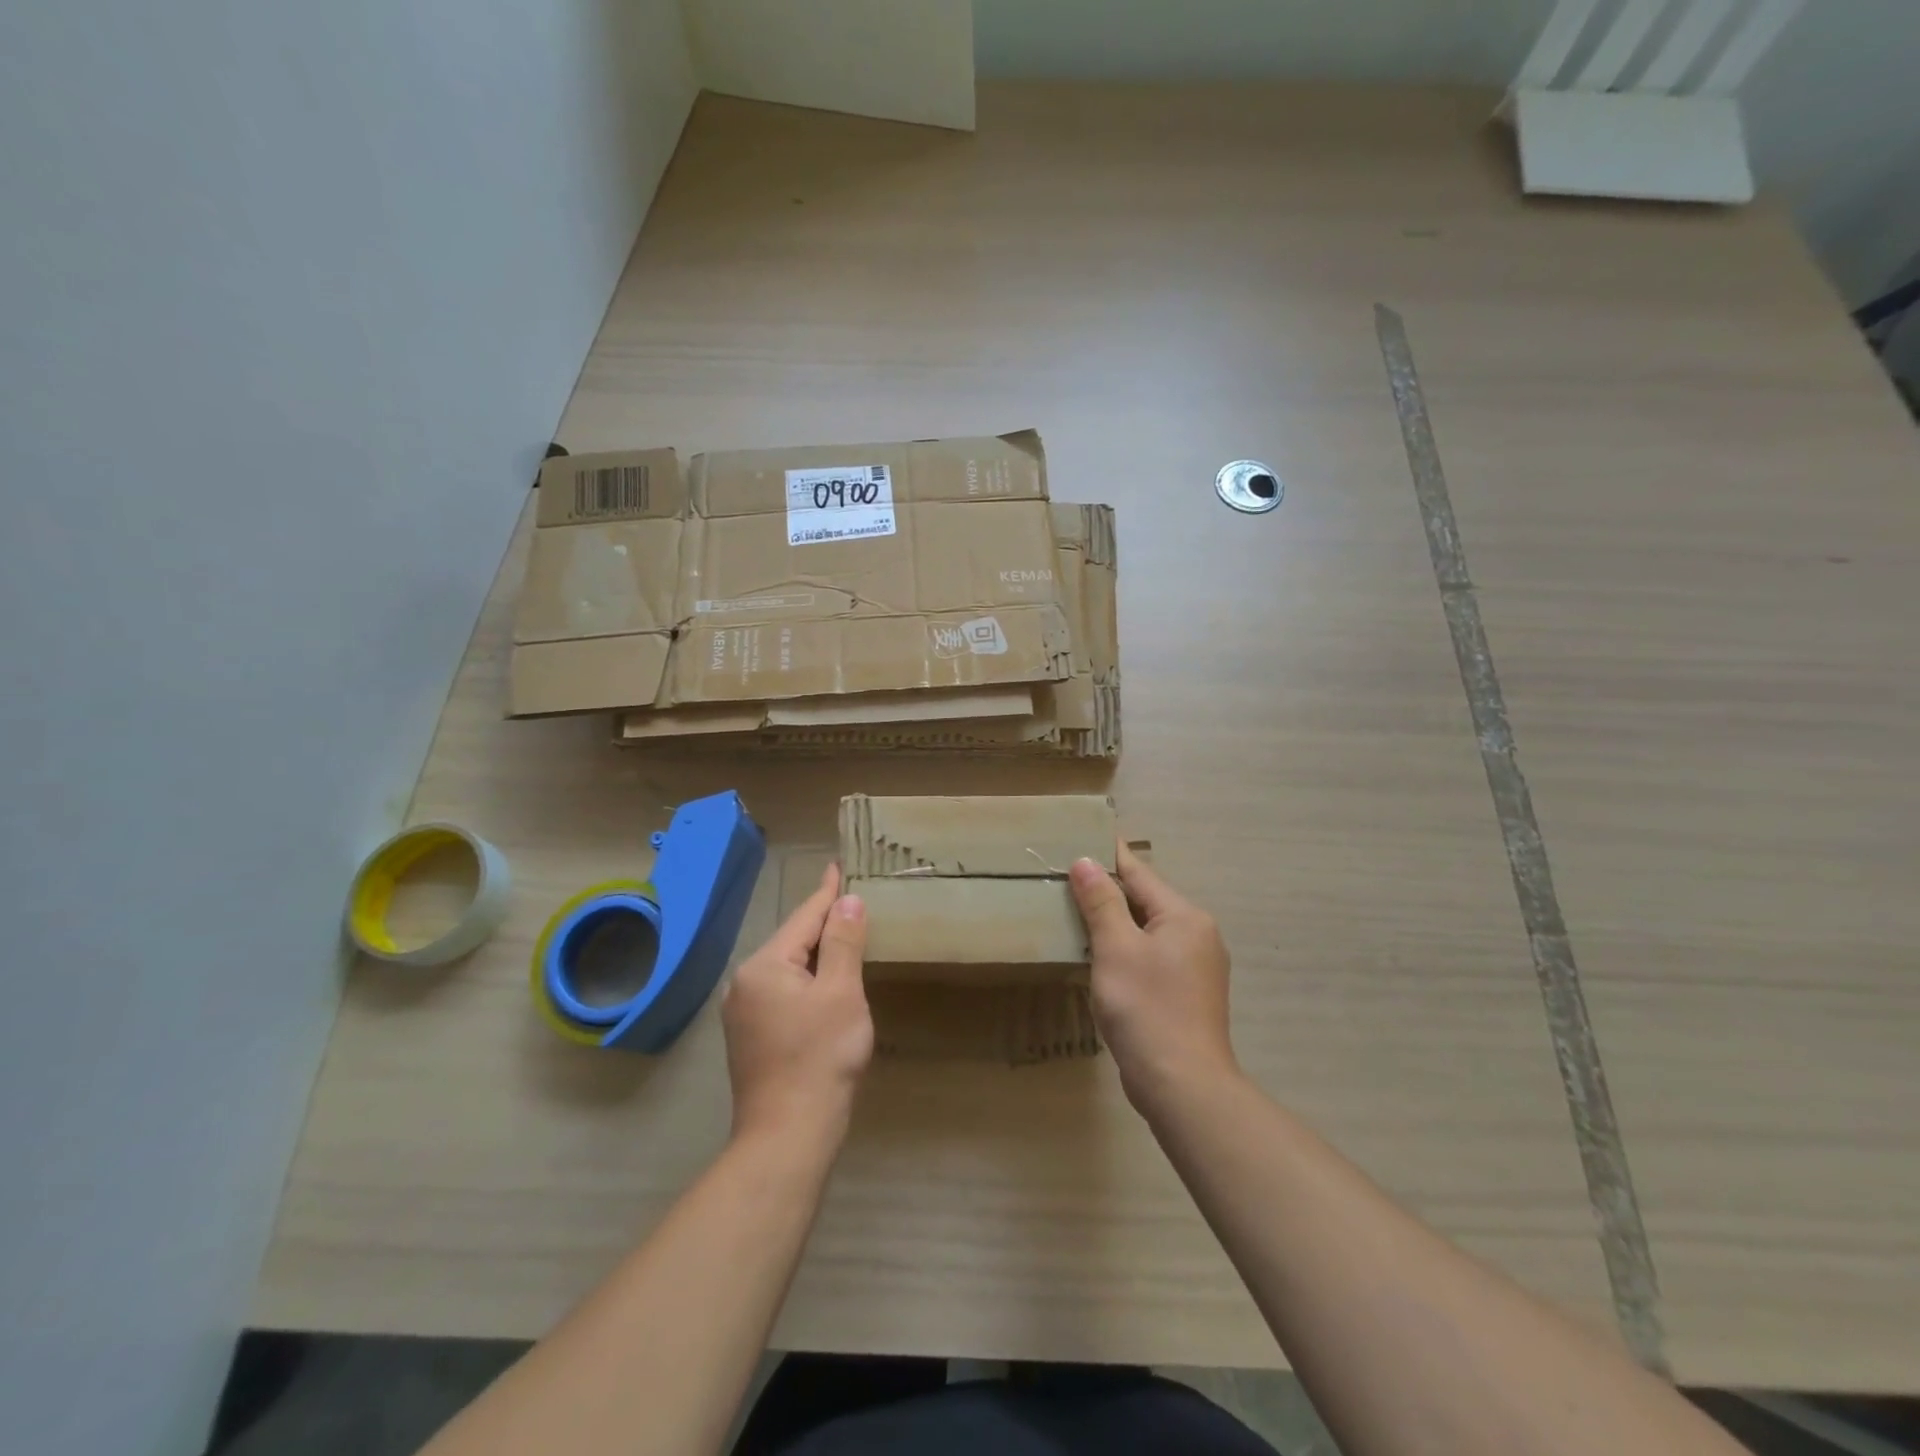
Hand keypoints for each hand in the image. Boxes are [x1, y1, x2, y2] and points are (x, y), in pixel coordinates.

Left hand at [721, 864, 872, 1148]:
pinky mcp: (750, 1036)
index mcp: (764, 965)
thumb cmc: (820, 1057)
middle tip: (853, 900)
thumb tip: (847, 900)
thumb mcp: (841, 992)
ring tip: (845, 935)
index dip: (827, 892)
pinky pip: (783, 991)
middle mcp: (745, 982)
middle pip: (793, 941)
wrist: (787, 1135)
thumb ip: (843, 942)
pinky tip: (826, 984)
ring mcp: (743, 1012)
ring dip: (817, 954)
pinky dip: (807, 980)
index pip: (804, 917)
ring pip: (788, 968)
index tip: (839, 866)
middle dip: (824, 922)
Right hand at [1069, 846, 1235, 1116]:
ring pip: (1148, 930)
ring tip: (1078, 911)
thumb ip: (1101, 902)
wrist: (1183, 1085)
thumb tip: (1085, 861)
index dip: (1109, 855)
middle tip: (1067, 876)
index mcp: (1184, 917)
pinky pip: (1152, 956)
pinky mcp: (1189, 994)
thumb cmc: (1147, 1008)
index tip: (1084, 834)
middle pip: (1146, 900)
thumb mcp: (1116, 949)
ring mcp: (1197, 967)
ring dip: (1116, 922)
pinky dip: (1127, 949)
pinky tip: (1102, 956)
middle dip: (1109, 889)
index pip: (1139, 873)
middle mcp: (1198, 935)